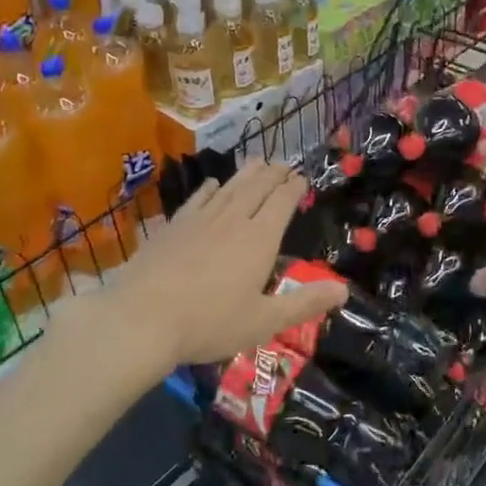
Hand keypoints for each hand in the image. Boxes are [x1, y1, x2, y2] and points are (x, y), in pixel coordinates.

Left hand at [107, 163, 347, 369]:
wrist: (141, 319)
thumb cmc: (209, 323)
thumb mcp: (264, 321)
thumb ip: (304, 303)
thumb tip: (344, 291)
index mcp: (259, 239)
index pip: (282, 202)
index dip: (294, 188)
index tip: (302, 178)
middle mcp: (232, 220)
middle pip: (256, 188)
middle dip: (273, 174)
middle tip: (283, 164)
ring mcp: (199, 221)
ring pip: (228, 188)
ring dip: (246, 174)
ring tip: (257, 162)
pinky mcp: (173, 227)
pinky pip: (197, 199)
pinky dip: (209, 189)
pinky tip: (212, 184)